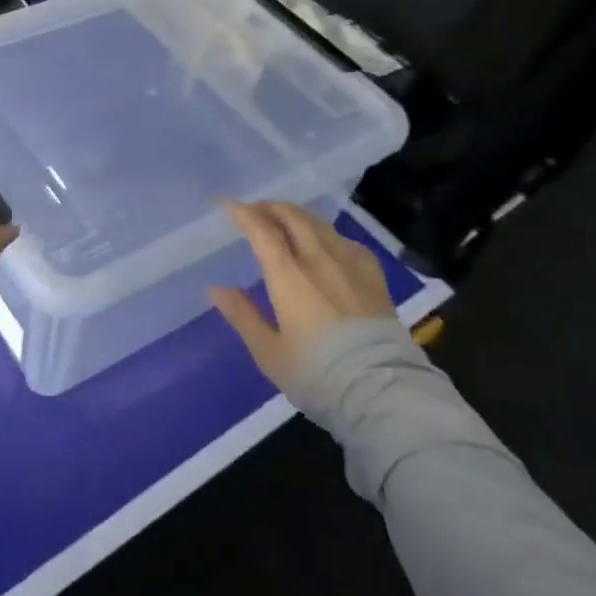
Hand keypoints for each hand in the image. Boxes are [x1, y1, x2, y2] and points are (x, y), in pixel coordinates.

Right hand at [209, 200, 397, 392]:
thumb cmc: (317, 373)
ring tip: (286, 221)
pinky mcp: (373, 276)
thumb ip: (242, 316)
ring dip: (297, 216)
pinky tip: (328, 244)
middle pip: (293, 217)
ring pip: (320, 224)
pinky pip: (347, 241)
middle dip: (270, 207)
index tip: (227, 205)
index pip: (262, 230)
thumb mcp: (269, 352)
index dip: (242, 213)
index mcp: (288, 275)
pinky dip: (328, 234)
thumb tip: (214, 288)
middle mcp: (318, 259)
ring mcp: (350, 264)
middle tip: (256, 210)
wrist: (381, 390)